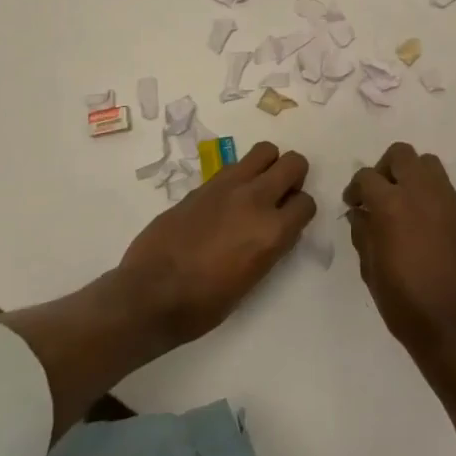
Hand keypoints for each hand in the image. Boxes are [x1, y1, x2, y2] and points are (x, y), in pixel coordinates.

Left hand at [118, 141, 314, 346]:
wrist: (150, 294)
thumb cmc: (203, 304)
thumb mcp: (251, 281)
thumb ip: (270, 247)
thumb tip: (275, 230)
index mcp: (272, 232)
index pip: (306, 203)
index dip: (300, 212)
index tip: (290, 221)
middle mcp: (256, 200)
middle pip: (294, 163)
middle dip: (294, 176)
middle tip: (280, 195)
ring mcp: (228, 187)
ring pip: (265, 151)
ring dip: (268, 166)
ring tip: (256, 188)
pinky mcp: (204, 184)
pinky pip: (234, 166)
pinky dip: (240, 175)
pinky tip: (226, 199)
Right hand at [344, 143, 455, 360]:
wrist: (453, 324)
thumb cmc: (403, 301)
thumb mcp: (370, 269)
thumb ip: (363, 233)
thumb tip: (360, 213)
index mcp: (391, 204)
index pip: (367, 176)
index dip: (355, 188)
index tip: (353, 204)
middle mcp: (421, 192)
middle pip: (401, 154)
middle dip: (384, 168)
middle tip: (378, 193)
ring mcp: (447, 199)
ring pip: (427, 163)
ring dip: (411, 174)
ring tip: (403, 202)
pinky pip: (444, 186)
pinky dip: (430, 192)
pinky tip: (423, 220)